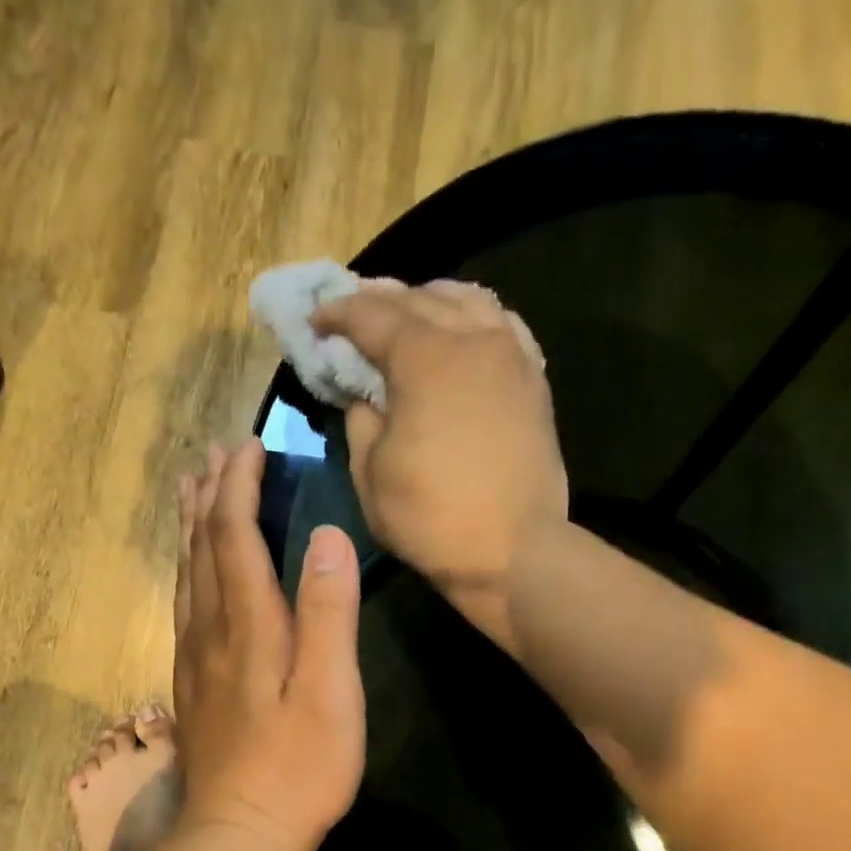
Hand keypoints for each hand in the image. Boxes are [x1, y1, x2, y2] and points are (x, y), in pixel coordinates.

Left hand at [172, 439, 365, 850]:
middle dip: (210, 496)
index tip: (251, 445)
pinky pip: (185, 607)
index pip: (235, 536)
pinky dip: (189, 571)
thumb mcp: (330, 692)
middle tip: (216, 454)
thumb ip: (328, 613)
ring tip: (194, 493)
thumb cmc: (298, 768)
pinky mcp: (193, 685)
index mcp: (248, 625)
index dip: (241, 488)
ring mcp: (195, 660)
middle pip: (202, 548)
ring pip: (187, 576)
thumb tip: (326, 535)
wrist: (239, 834)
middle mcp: (211, 631)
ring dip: (192, 528)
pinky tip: (193, 574)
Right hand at [311, 279, 567, 644]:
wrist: (513, 550)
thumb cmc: (432, 518)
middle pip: (419, 300)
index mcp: (424, 359)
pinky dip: (475, 319)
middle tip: (354, 312)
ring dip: (430, 300)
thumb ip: (361, 421)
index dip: (338, 314)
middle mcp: (471, 340)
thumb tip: (364, 394)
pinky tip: (465, 332)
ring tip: (410, 313)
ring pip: (467, 301)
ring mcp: (510, 356)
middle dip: (380, 300)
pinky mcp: (533, 380)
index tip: (316, 321)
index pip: (372, 316)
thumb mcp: (371, 476)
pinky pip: (504, 326)